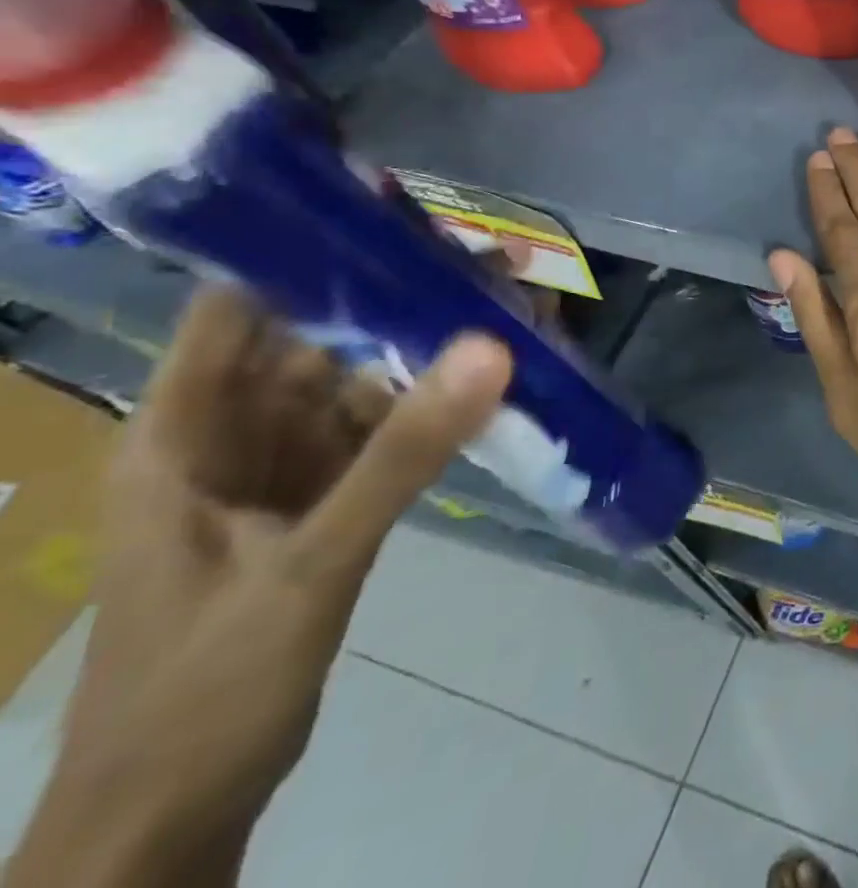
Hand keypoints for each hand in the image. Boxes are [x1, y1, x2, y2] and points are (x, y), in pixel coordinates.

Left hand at [9, 288, 509, 887]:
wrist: (179, 809)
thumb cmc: (205, 683)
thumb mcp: (310, 561)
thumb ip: (404, 453)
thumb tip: (493, 348)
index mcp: (183, 431)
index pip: (238, 307)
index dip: (308, 251)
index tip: (398, 211)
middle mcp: (233, 431)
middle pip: (323, 338)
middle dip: (405, 299)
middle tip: (494, 263)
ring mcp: (285, 465)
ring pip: (365, 382)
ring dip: (433, 351)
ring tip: (514, 310)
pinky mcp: (327, 495)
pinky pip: (388, 431)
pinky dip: (438, 406)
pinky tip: (497, 382)